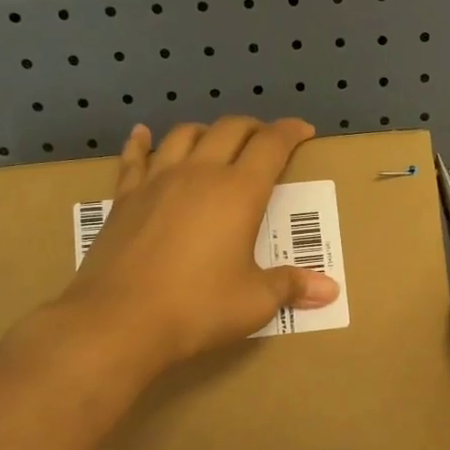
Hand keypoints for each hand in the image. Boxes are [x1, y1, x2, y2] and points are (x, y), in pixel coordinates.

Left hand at [51, 117, 339, 375]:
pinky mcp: (124, 198)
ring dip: (206, 131)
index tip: (303, 130)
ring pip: (184, 135)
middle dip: (253, 127)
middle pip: (229, 129)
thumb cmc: (198, 308)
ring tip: (215, 141)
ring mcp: (157, 181)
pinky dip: (141, 142)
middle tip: (265, 139)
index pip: (271, 145)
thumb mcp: (255, 301)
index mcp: (239, 192)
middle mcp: (199, 174)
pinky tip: (142, 135)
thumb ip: (291, 286)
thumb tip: (330, 291)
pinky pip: (134, 158)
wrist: (119, 321)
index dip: (290, 132)